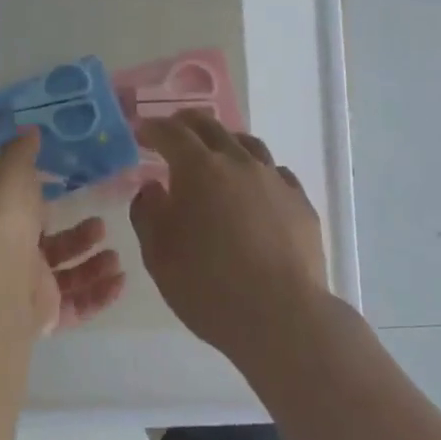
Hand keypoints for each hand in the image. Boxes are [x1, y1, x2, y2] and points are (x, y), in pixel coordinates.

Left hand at [0, 129, 125, 338]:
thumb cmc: (2, 224)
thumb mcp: (9, 176)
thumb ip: (21, 153)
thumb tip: (29, 129)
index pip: (21, 209)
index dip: (43, 198)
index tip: (72, 187)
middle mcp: (8, 254)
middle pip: (49, 244)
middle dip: (78, 235)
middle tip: (102, 224)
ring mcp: (25, 287)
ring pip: (65, 276)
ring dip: (93, 265)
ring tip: (116, 256)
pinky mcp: (43, 317)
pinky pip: (76, 306)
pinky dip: (99, 294)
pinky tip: (121, 282)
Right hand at [129, 115, 328, 360]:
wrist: (281, 316)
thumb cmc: (207, 285)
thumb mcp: (158, 254)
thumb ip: (148, 213)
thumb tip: (153, 188)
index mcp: (198, 169)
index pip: (170, 133)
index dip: (152, 128)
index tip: (140, 132)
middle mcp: (238, 163)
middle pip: (211, 127)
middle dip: (186, 123)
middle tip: (172, 130)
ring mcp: (275, 180)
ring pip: (248, 144)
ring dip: (225, 142)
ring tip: (215, 153)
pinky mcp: (300, 203)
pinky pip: (276, 173)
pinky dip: (257, 171)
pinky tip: (254, 188)